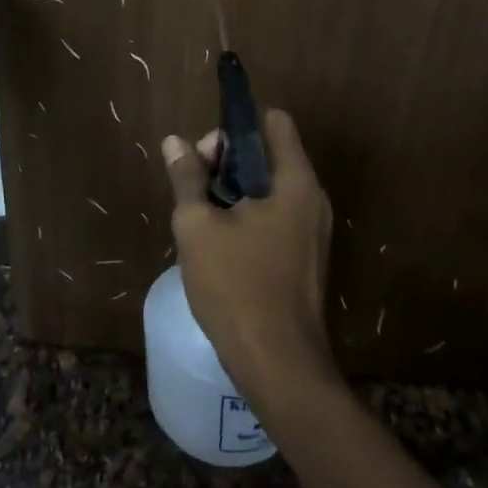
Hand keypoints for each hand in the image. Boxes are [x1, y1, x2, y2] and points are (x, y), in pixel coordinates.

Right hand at [163, 109, 337, 405]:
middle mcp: (311, 198)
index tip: (206, 153)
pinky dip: (248, 214)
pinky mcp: (306, 256)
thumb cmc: (237, 286)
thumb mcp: (197, 226)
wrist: (280, 366)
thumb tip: (175, 142)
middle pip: (270, 152)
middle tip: (196, 188)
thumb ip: (187, 178)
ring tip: (202, 215)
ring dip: (234, 189)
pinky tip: (220, 242)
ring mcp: (313, 230)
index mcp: (294, 181)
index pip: (273, 121)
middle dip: (228, 160)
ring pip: (270, 186)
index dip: (236, 125)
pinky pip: (276, 214)